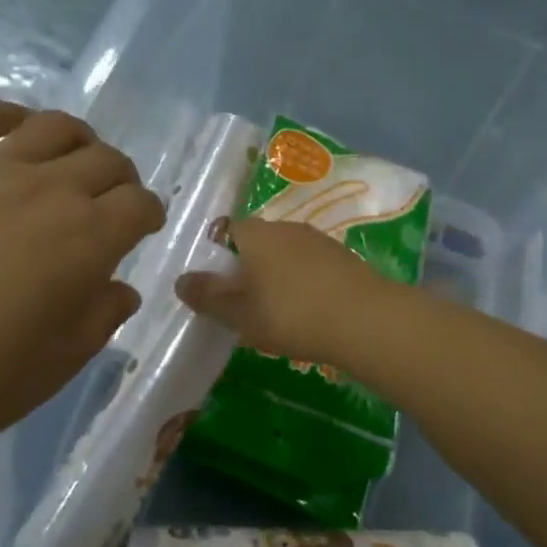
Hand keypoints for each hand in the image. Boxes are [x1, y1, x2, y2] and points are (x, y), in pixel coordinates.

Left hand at [0, 102, 164, 469]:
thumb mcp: (61, 362)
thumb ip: (102, 316)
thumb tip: (118, 288)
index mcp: (87, 238)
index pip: (139, 204)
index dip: (148, 214)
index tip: (142, 229)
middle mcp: (48, 190)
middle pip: (105, 160)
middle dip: (120, 180)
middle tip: (110, 203)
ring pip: (54, 127)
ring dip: (79, 141)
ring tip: (71, 162)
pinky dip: (9, 117)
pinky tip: (15, 134)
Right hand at [175, 216, 389, 364]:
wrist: (366, 320)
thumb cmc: (292, 314)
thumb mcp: (241, 314)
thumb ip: (209, 297)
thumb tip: (181, 280)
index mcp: (256, 233)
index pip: (226, 231)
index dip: (218, 256)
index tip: (218, 286)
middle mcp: (285, 226)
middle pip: (257, 240)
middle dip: (248, 266)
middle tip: (244, 303)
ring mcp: (317, 239)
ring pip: (285, 252)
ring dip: (277, 274)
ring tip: (276, 310)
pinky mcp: (342, 256)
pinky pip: (310, 263)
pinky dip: (303, 281)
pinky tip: (308, 309)